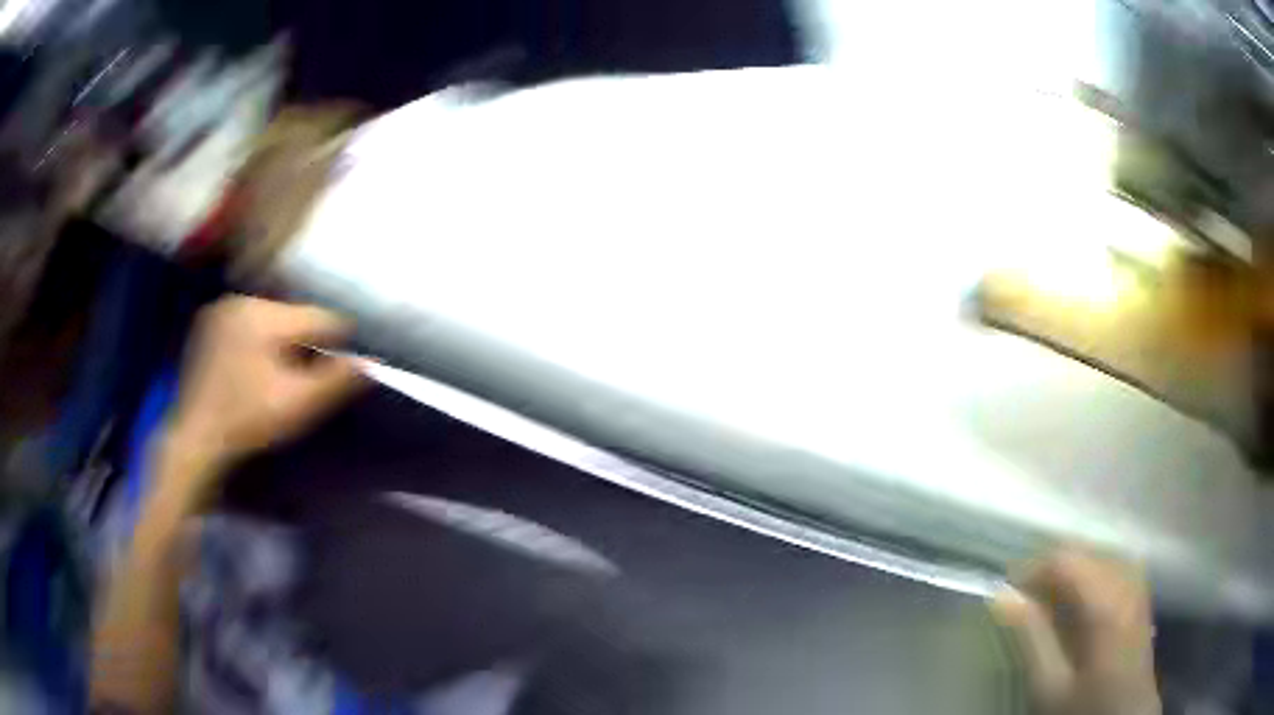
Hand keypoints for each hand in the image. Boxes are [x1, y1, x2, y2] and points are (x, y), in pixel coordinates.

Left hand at [167, 296, 363, 470]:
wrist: (195, 439)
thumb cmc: (247, 421)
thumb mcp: (296, 405)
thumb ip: (336, 380)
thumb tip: (373, 362)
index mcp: (262, 315)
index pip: (316, 317)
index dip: (334, 341)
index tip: (338, 367)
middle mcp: (240, 301)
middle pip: (291, 316)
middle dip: (302, 343)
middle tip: (301, 379)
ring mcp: (220, 310)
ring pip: (269, 319)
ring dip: (279, 341)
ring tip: (275, 376)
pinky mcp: (207, 324)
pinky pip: (246, 324)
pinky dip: (256, 341)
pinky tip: (250, 370)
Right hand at [991, 550, 1160, 714]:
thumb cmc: (1085, 705)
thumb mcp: (1050, 684)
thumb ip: (1031, 637)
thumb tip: (1002, 596)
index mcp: (1105, 600)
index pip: (1065, 559)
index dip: (1032, 568)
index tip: (1007, 592)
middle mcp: (1126, 580)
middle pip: (1084, 551)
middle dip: (1050, 569)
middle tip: (1024, 600)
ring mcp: (1138, 583)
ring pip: (1100, 553)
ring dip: (1071, 571)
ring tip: (1049, 601)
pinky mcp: (1141, 592)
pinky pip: (1114, 563)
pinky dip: (1091, 574)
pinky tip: (1080, 600)